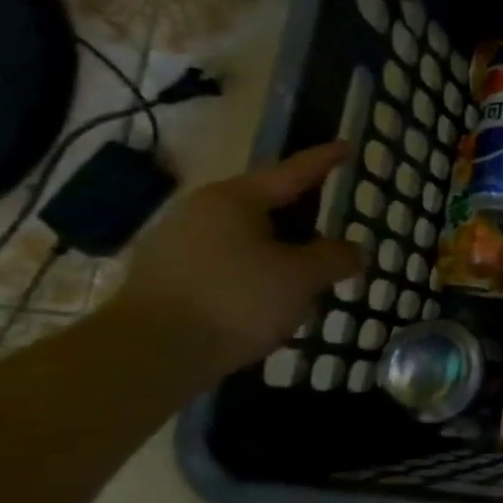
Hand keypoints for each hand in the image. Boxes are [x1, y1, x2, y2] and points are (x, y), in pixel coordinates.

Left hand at [109, 142, 363, 378]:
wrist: (147, 354)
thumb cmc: (235, 300)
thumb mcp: (302, 278)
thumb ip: (336, 258)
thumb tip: (355, 251)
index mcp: (236, 199)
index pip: (293, 172)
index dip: (324, 161)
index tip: (346, 147)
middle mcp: (202, 211)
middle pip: (266, 204)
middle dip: (302, 214)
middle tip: (333, 220)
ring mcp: (177, 244)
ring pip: (246, 237)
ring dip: (280, 249)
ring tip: (309, 271)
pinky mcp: (166, 279)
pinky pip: (226, 263)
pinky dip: (255, 273)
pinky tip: (272, 298)